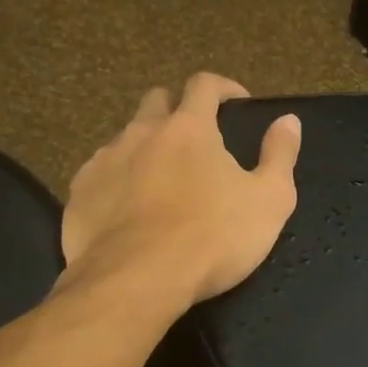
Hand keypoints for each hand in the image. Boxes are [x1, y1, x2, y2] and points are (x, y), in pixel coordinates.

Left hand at [56, 73, 299, 310]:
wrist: (137, 281)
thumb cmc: (214, 238)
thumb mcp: (269, 201)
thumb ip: (280, 156)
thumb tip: (288, 120)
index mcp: (189, 129)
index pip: (204, 85)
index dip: (223, 88)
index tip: (237, 103)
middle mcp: (141, 133)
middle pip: (157, 101)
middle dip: (177, 110)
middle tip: (197, 141)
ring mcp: (104, 162)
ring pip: (125, 139)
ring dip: (146, 148)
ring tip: (163, 182)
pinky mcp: (79, 195)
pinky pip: (101, 176)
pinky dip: (119, 183)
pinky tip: (130, 211)